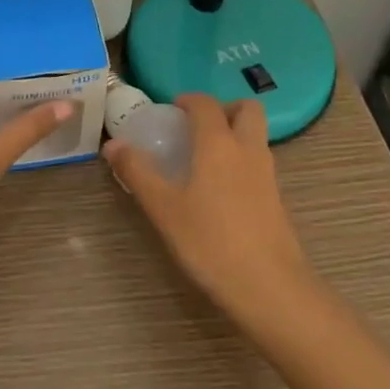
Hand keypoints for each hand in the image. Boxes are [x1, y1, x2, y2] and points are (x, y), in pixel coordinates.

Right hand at [103, 93, 314, 323]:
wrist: (270, 288)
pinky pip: (259, 162)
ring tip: (204, 158)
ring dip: (234, 133)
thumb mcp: (164, 208)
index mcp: (218, 144)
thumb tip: (112, 144)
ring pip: (256, 136)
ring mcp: (267, 174)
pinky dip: (241, 160)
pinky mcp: (276, 199)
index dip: (188, 100)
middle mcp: (248, 150)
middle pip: (246, 109)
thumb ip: (137, 172)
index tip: (170, 110)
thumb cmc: (210, 242)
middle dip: (223, 109)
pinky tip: (219, 190)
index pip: (205, 104)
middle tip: (196, 127)